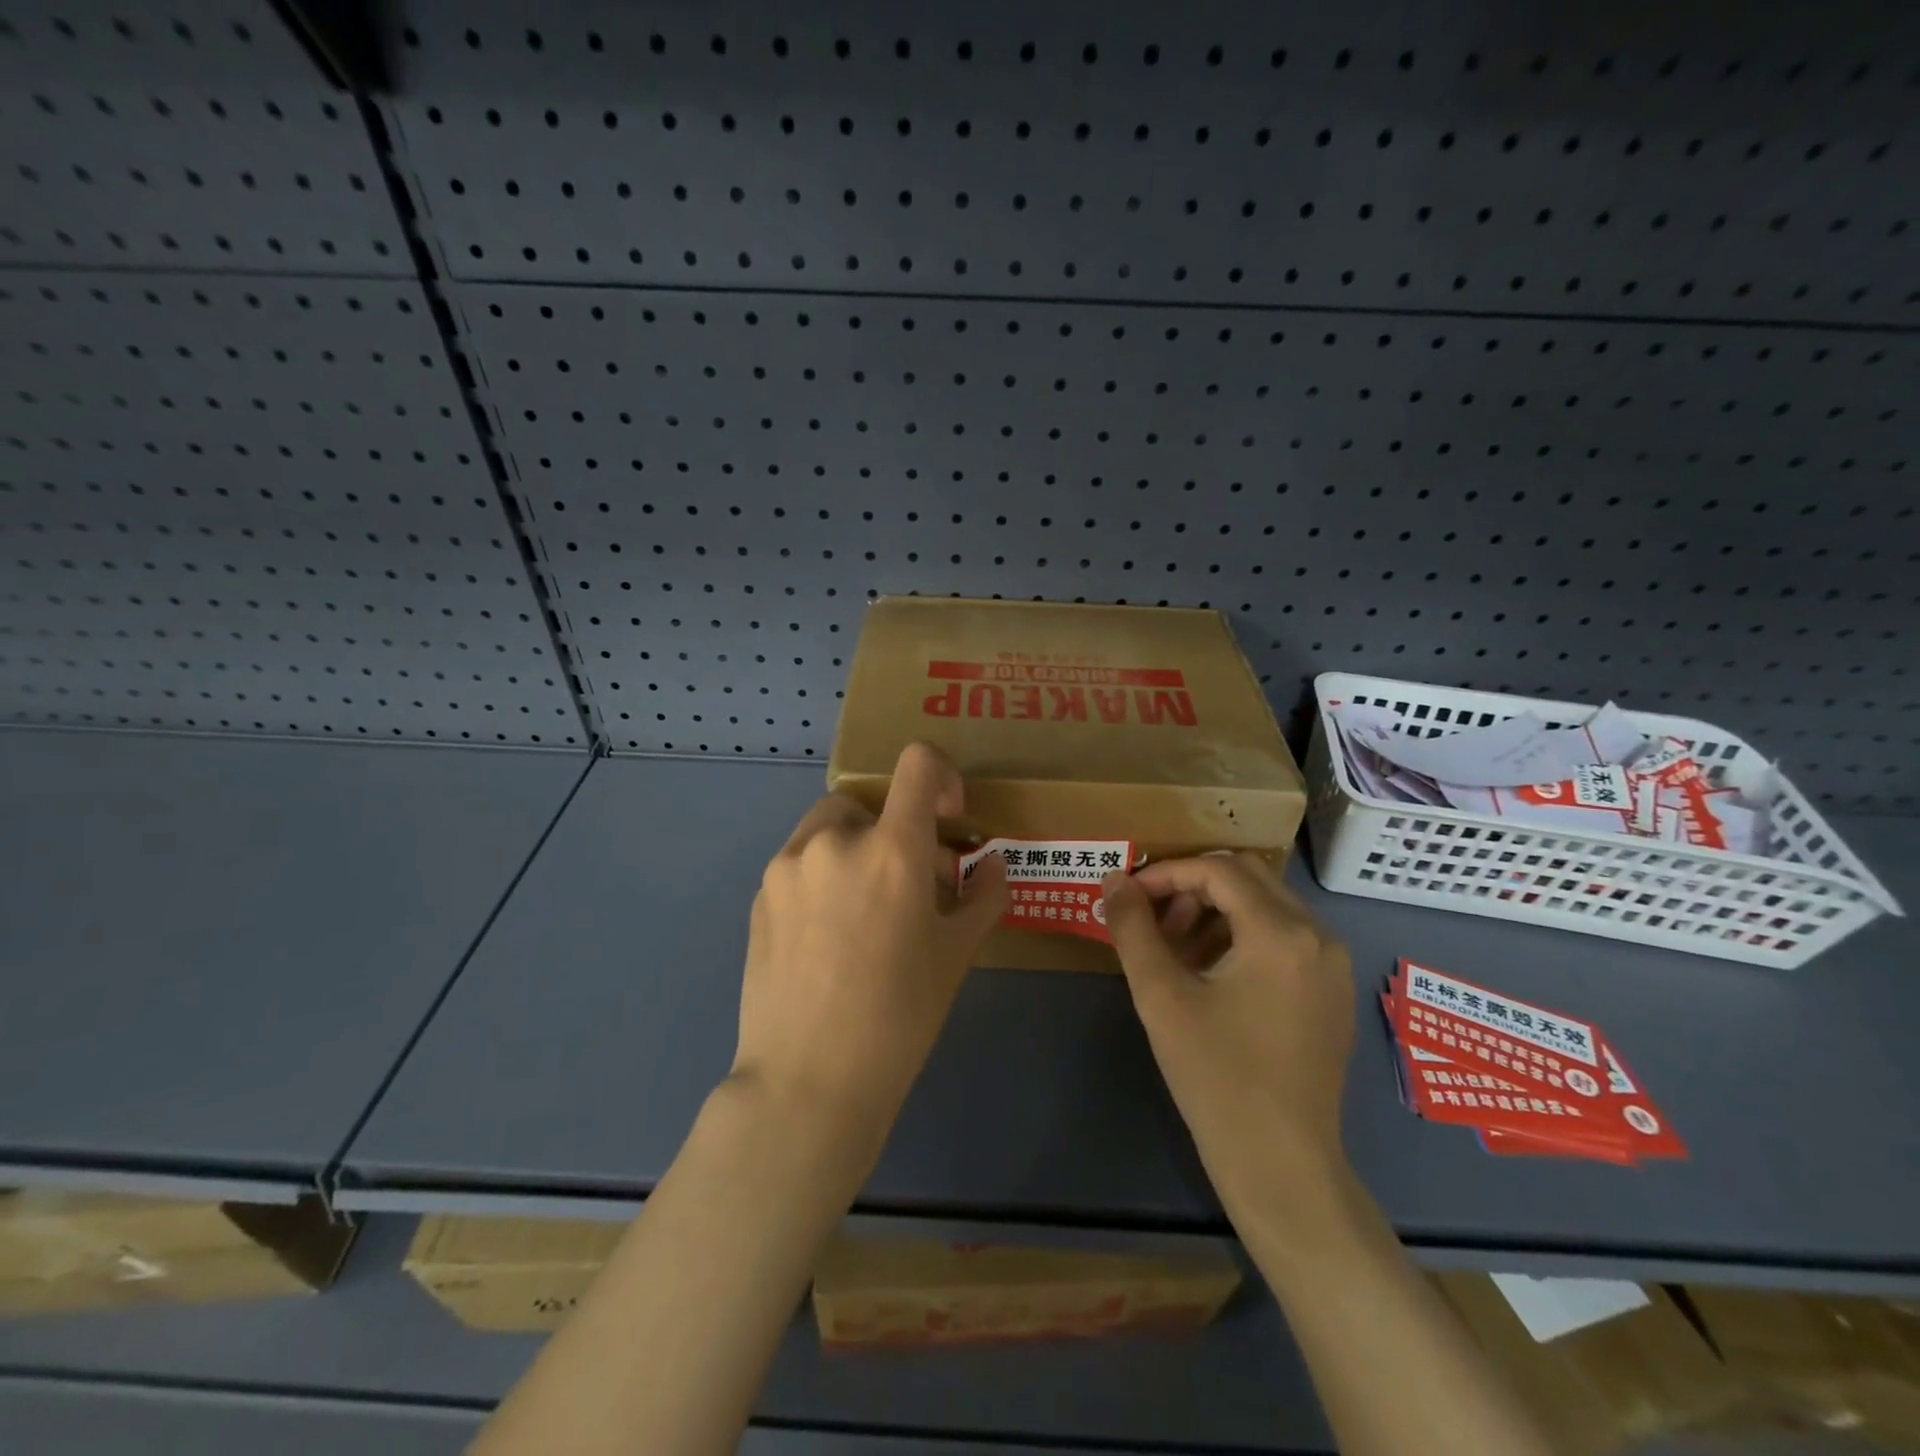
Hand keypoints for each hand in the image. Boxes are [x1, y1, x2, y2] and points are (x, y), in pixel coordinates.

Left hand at [731, 743, 1008, 1151]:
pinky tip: (828, 935)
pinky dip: (822, 875)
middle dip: (894, 829)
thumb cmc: (899, 1016)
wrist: (808, 1079)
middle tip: (910, 884)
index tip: (947, 818)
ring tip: (865, 909)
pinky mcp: (760, 894)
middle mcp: (835, 840)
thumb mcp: (955, 954)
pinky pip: (799, 862)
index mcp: (892, 848)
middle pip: (869, 800)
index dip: (941, 776)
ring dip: (854, 849)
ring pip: (829, 829)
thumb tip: (992, 865)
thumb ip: (983, 896)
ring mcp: (788, 864)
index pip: (918, 763)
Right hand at [1102, 854, 1354, 1208]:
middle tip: (1153, 923)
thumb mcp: (1161, 996)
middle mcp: (1318, 936)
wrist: (1281, 1166)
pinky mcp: (1332, 992)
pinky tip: (1211, 975)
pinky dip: (1242, 936)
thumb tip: (1112, 880)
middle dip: (1191, 888)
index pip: (1217, 869)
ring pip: (1266, 905)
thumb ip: (1133, 928)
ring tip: (1176, 951)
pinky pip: (1284, 937)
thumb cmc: (1217, 1077)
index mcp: (1281, 932)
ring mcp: (1332, 965)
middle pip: (1246, 877)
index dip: (1165, 874)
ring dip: (1215, 911)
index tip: (1128, 897)